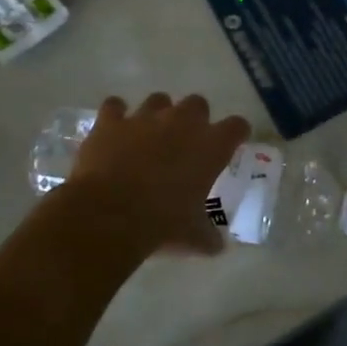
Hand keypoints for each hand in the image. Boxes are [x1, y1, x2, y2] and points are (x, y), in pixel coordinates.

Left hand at [66, 93, 250, 257]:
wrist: (109, 216)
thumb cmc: (162, 225)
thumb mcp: (193, 237)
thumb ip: (208, 236)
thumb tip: (217, 246)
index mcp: (211, 145)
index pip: (237, 127)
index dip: (236, 134)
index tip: (232, 144)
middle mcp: (182, 122)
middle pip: (198, 104)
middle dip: (194, 119)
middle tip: (186, 142)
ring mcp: (145, 117)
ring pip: (159, 100)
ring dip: (157, 114)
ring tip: (149, 136)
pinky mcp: (112, 121)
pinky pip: (115, 106)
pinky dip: (116, 115)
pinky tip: (114, 130)